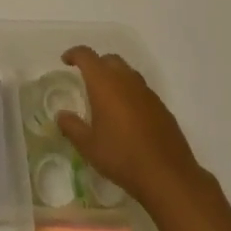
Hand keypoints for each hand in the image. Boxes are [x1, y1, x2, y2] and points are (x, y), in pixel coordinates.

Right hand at [57, 45, 204, 210]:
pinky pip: (141, 90)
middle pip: (109, 60)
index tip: (66, 61)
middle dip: (96, 64)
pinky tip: (127, 116)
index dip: (74, 54)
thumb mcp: (88, 146)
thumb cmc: (122, 157)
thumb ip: (72, 127)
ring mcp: (147, 93)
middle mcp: (126, 80)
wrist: (168, 176)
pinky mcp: (161, 107)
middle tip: (86, 80)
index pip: (87, 56)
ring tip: (107, 99)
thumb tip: (61, 115)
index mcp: (105, 83)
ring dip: (115, 78)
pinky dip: (130, 94)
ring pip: (128, 73)